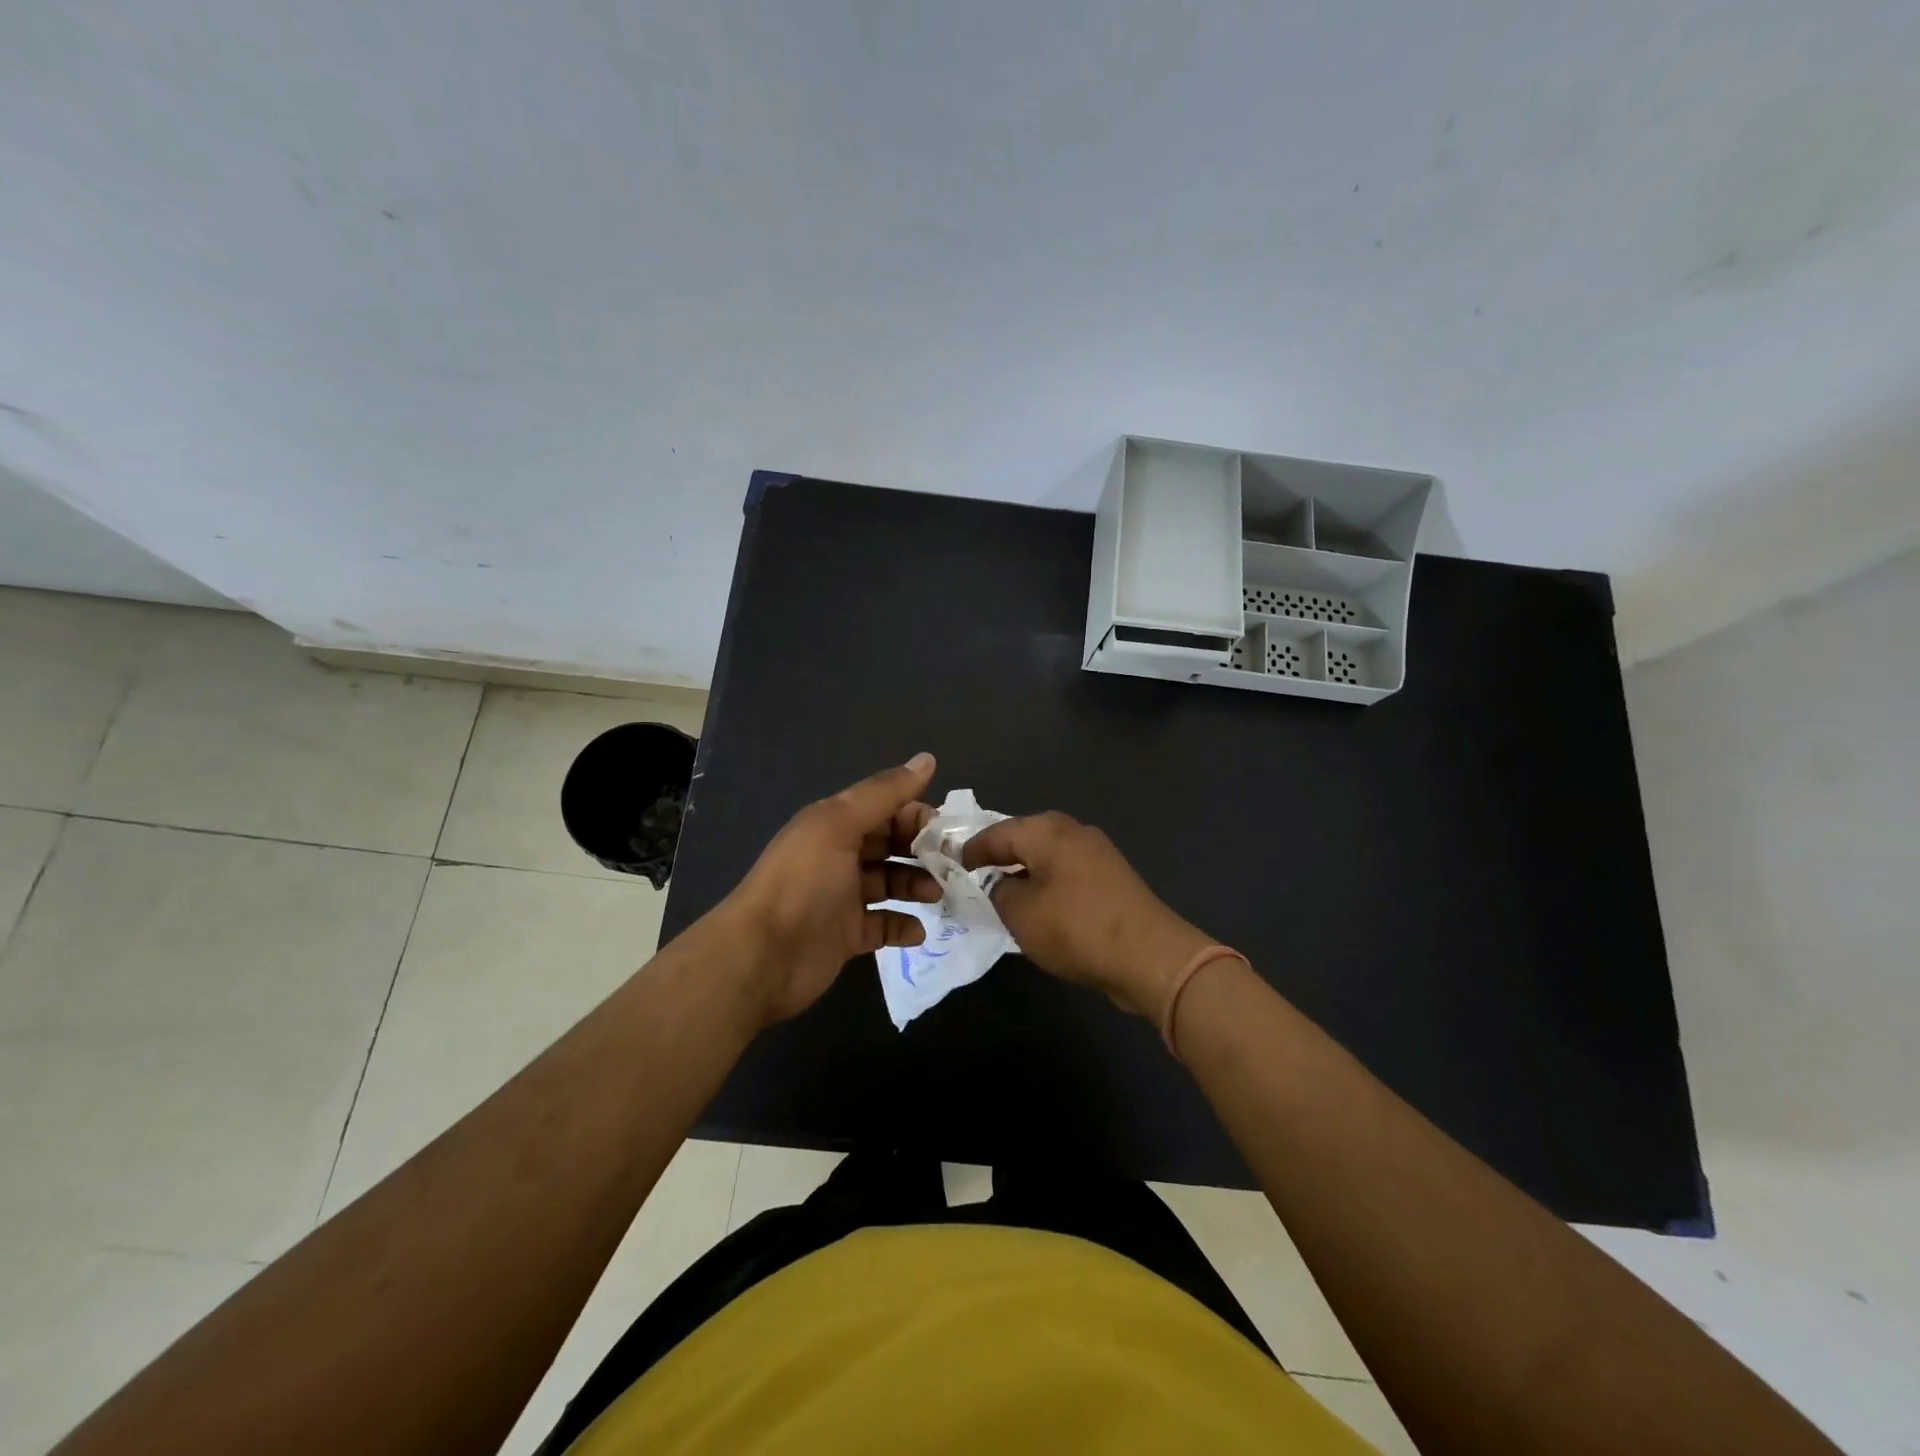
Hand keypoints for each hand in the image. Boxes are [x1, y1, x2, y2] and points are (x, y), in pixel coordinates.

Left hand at [720, 753, 941, 1025]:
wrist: (762, 957)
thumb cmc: (803, 883)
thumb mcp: (839, 826)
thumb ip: (884, 793)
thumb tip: (928, 759)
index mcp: (835, 823)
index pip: (886, 808)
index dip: (916, 814)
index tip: (946, 831)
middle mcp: (840, 855)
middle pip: (891, 844)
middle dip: (922, 850)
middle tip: (952, 865)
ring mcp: (843, 897)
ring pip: (890, 882)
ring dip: (917, 885)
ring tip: (937, 895)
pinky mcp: (847, 934)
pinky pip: (883, 924)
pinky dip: (902, 926)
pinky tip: (917, 930)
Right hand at [961, 812, 1213, 1020]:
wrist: (1150, 956)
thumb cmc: (1076, 928)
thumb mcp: (1021, 914)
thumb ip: (998, 891)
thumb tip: (999, 883)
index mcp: (1047, 830)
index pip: (996, 832)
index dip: (971, 850)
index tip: (950, 866)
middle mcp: (1073, 831)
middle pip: (1024, 837)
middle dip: (998, 856)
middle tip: (973, 876)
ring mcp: (1097, 853)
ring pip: (1047, 856)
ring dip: (1024, 871)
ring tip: (1002, 893)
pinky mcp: (1111, 878)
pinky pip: (1067, 873)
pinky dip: (1047, 884)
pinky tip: (1039, 907)